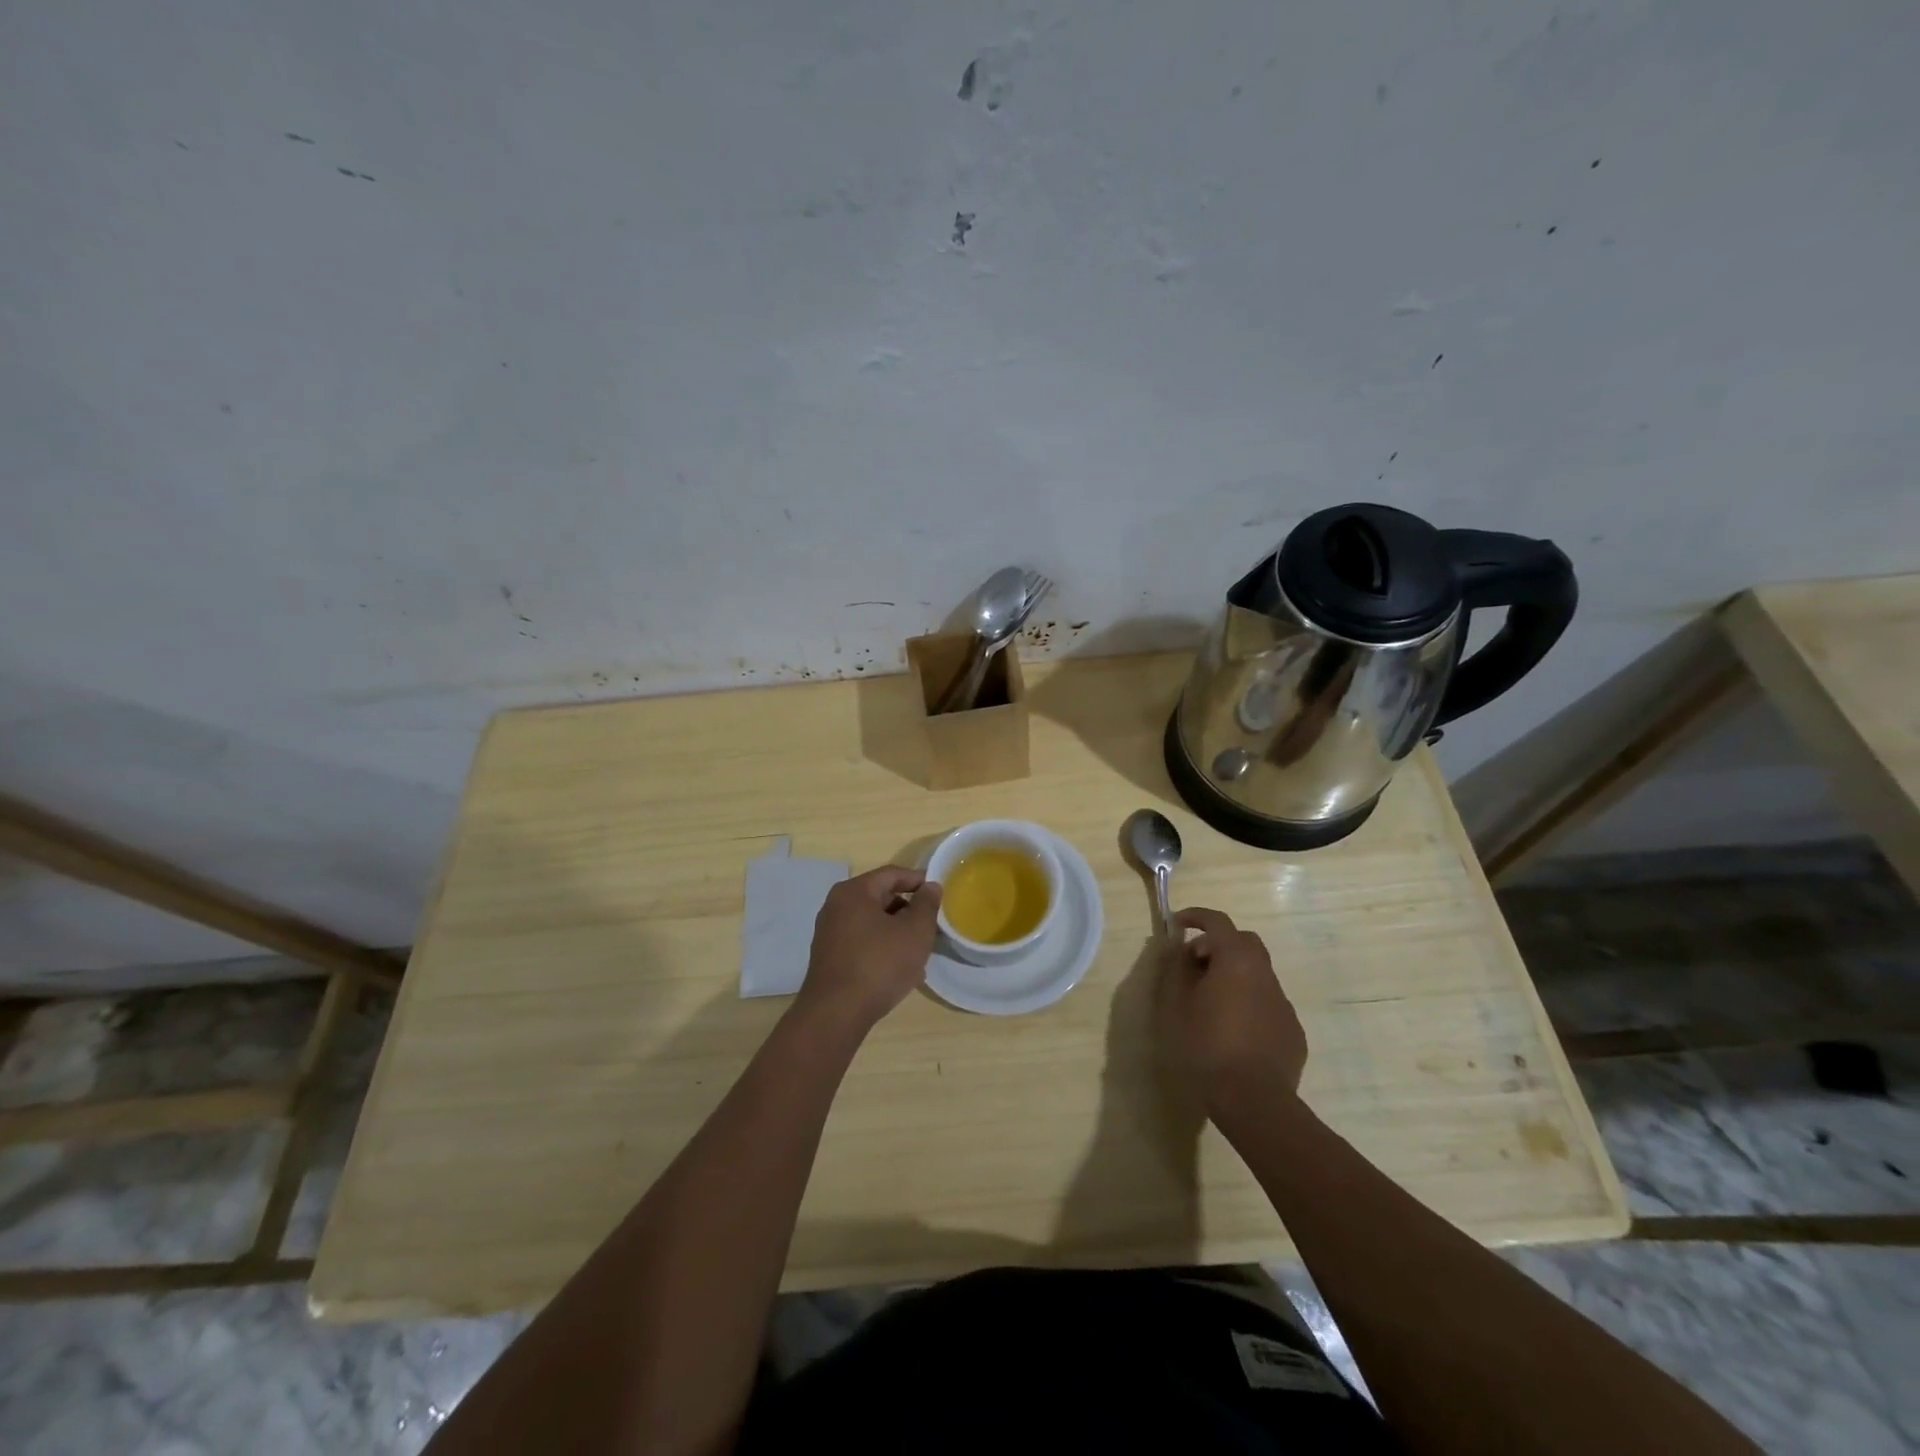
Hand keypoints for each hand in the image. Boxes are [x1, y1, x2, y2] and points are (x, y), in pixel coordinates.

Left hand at [797, 866, 942, 1032]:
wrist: (836, 1014)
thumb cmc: (879, 964)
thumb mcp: (915, 931)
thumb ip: (927, 905)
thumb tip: (930, 886)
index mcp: (854, 891)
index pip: (892, 874)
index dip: (918, 880)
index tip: (939, 893)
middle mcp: (836, 905)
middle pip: (880, 897)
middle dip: (908, 909)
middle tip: (931, 924)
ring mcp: (829, 932)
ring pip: (872, 922)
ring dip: (897, 931)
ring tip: (919, 950)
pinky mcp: (829, 957)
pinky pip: (862, 941)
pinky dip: (882, 947)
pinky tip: (899, 968)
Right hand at [1160, 907, 1307, 1121]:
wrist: (1254, 1102)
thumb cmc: (1206, 1047)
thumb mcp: (1175, 1006)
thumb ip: (1176, 970)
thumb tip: (1178, 949)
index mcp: (1236, 960)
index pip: (1217, 922)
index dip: (1196, 916)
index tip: (1177, 923)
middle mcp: (1264, 974)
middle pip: (1243, 943)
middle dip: (1217, 946)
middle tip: (1194, 966)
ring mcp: (1283, 1003)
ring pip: (1256, 975)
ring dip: (1233, 977)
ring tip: (1209, 1004)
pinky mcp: (1293, 1032)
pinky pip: (1267, 1004)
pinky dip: (1248, 1004)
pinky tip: (1233, 1033)